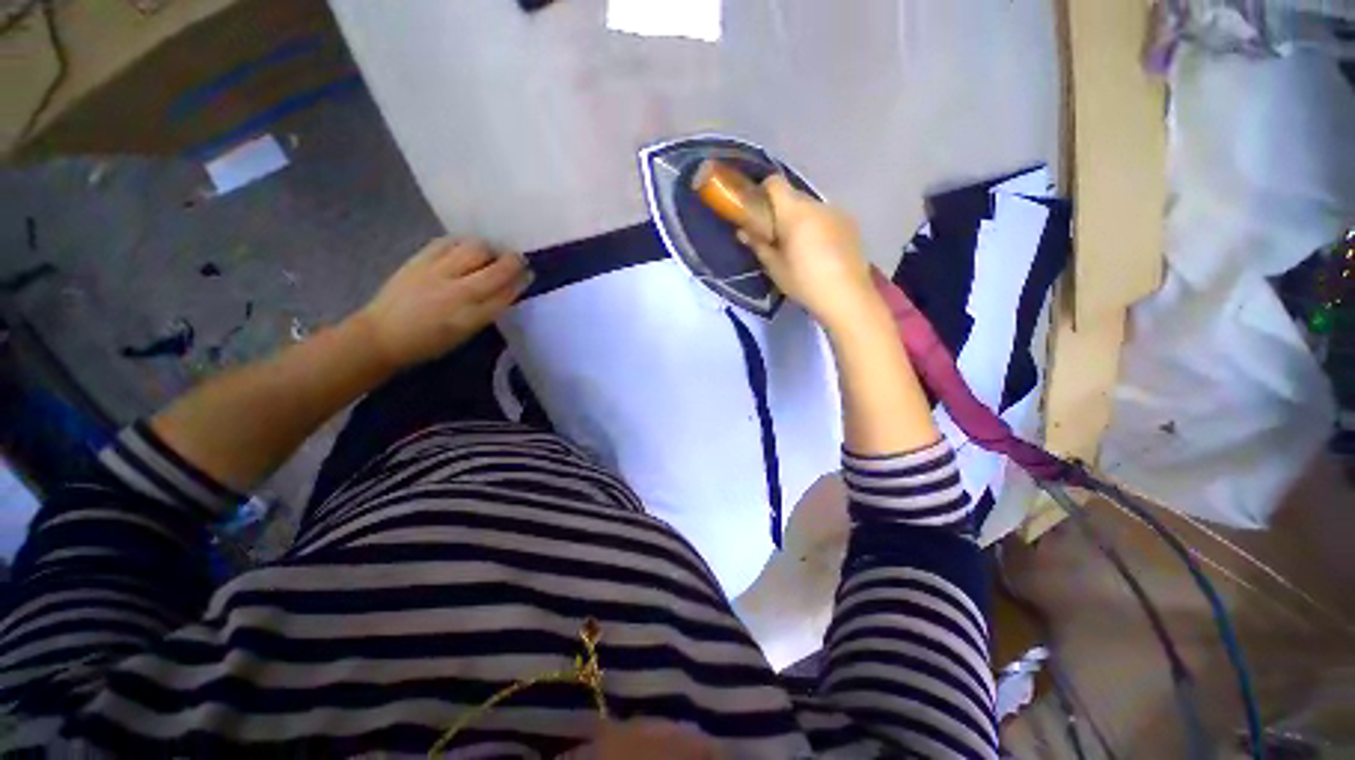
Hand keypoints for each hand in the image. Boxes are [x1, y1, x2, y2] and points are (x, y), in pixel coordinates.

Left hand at [354, 238, 530, 369]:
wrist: (382, 335)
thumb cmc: (429, 343)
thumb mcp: (466, 333)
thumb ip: (487, 311)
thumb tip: (505, 290)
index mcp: (472, 317)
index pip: (506, 293)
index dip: (521, 281)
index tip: (529, 274)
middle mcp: (458, 292)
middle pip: (496, 269)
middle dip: (513, 261)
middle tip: (517, 259)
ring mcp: (437, 273)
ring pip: (475, 249)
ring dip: (488, 249)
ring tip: (489, 254)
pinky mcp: (419, 260)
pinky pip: (447, 242)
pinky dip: (461, 243)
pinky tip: (464, 249)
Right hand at [738, 176, 877, 330]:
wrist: (846, 296)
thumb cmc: (803, 281)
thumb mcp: (774, 267)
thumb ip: (758, 244)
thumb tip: (743, 231)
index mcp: (794, 212)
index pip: (775, 183)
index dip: (763, 192)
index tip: (757, 211)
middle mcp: (817, 204)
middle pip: (793, 197)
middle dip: (781, 211)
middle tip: (775, 237)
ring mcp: (837, 212)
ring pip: (811, 209)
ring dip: (801, 221)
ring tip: (800, 248)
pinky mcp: (851, 224)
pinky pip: (827, 218)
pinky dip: (818, 228)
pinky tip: (820, 253)